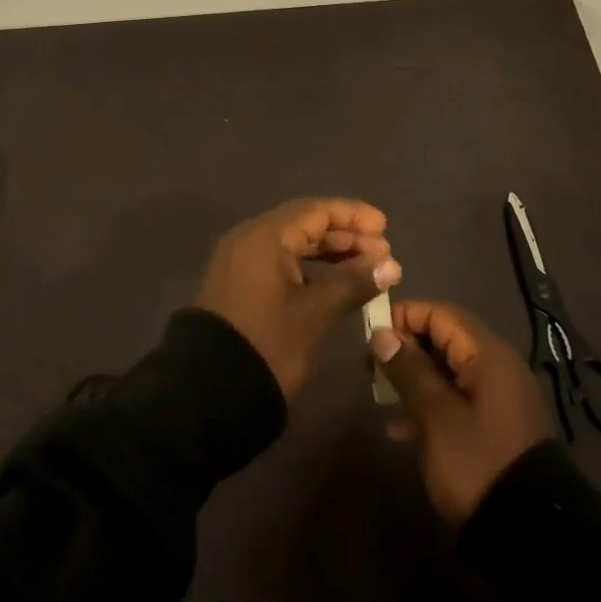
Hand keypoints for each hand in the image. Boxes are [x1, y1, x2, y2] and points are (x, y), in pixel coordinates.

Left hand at [197, 197, 400, 397]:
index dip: (353, 215)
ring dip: (330, 253)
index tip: (385, 227)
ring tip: (366, 268)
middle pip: (304, 224)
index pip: (316, 210)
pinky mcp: (240, 285)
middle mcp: (250, 239)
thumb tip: (390, 264)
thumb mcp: (316, 313)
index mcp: (265, 236)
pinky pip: (281, 262)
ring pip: (293, 244)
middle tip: (382, 253)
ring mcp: (241, 262)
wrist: (210, 391)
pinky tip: (335, 284)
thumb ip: (353, 282)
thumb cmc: (268, 344)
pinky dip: (310, 269)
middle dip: (345, 235)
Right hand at [370, 299, 552, 525]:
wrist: (532, 535)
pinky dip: (430, 404)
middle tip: (372, 370)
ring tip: (382, 400)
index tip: (371, 337)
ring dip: (414, 379)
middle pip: (443, 339)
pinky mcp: (495, 425)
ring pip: (447, 370)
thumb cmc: (479, 463)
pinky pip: (457, 398)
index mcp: (488, 354)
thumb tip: (381, 333)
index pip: (440, 313)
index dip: (403, 317)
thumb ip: (409, 370)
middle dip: (405, 349)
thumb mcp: (437, 416)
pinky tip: (402, 429)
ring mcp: (498, 397)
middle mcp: (496, 366)